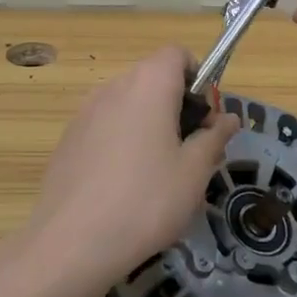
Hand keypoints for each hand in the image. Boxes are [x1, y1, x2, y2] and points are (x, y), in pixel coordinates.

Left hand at [20, 46, 237, 296]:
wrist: (72, 242)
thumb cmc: (146, 200)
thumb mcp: (194, 172)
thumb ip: (214, 137)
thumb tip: (228, 118)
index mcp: (148, 84)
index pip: (177, 54)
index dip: (198, 77)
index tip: (207, 117)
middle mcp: (114, 87)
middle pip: (152, 78)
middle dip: (177, 105)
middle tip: (192, 151)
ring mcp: (85, 112)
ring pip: (128, 104)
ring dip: (149, 124)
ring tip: (160, 174)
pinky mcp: (68, 139)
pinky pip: (105, 126)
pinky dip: (122, 141)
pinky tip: (125, 186)